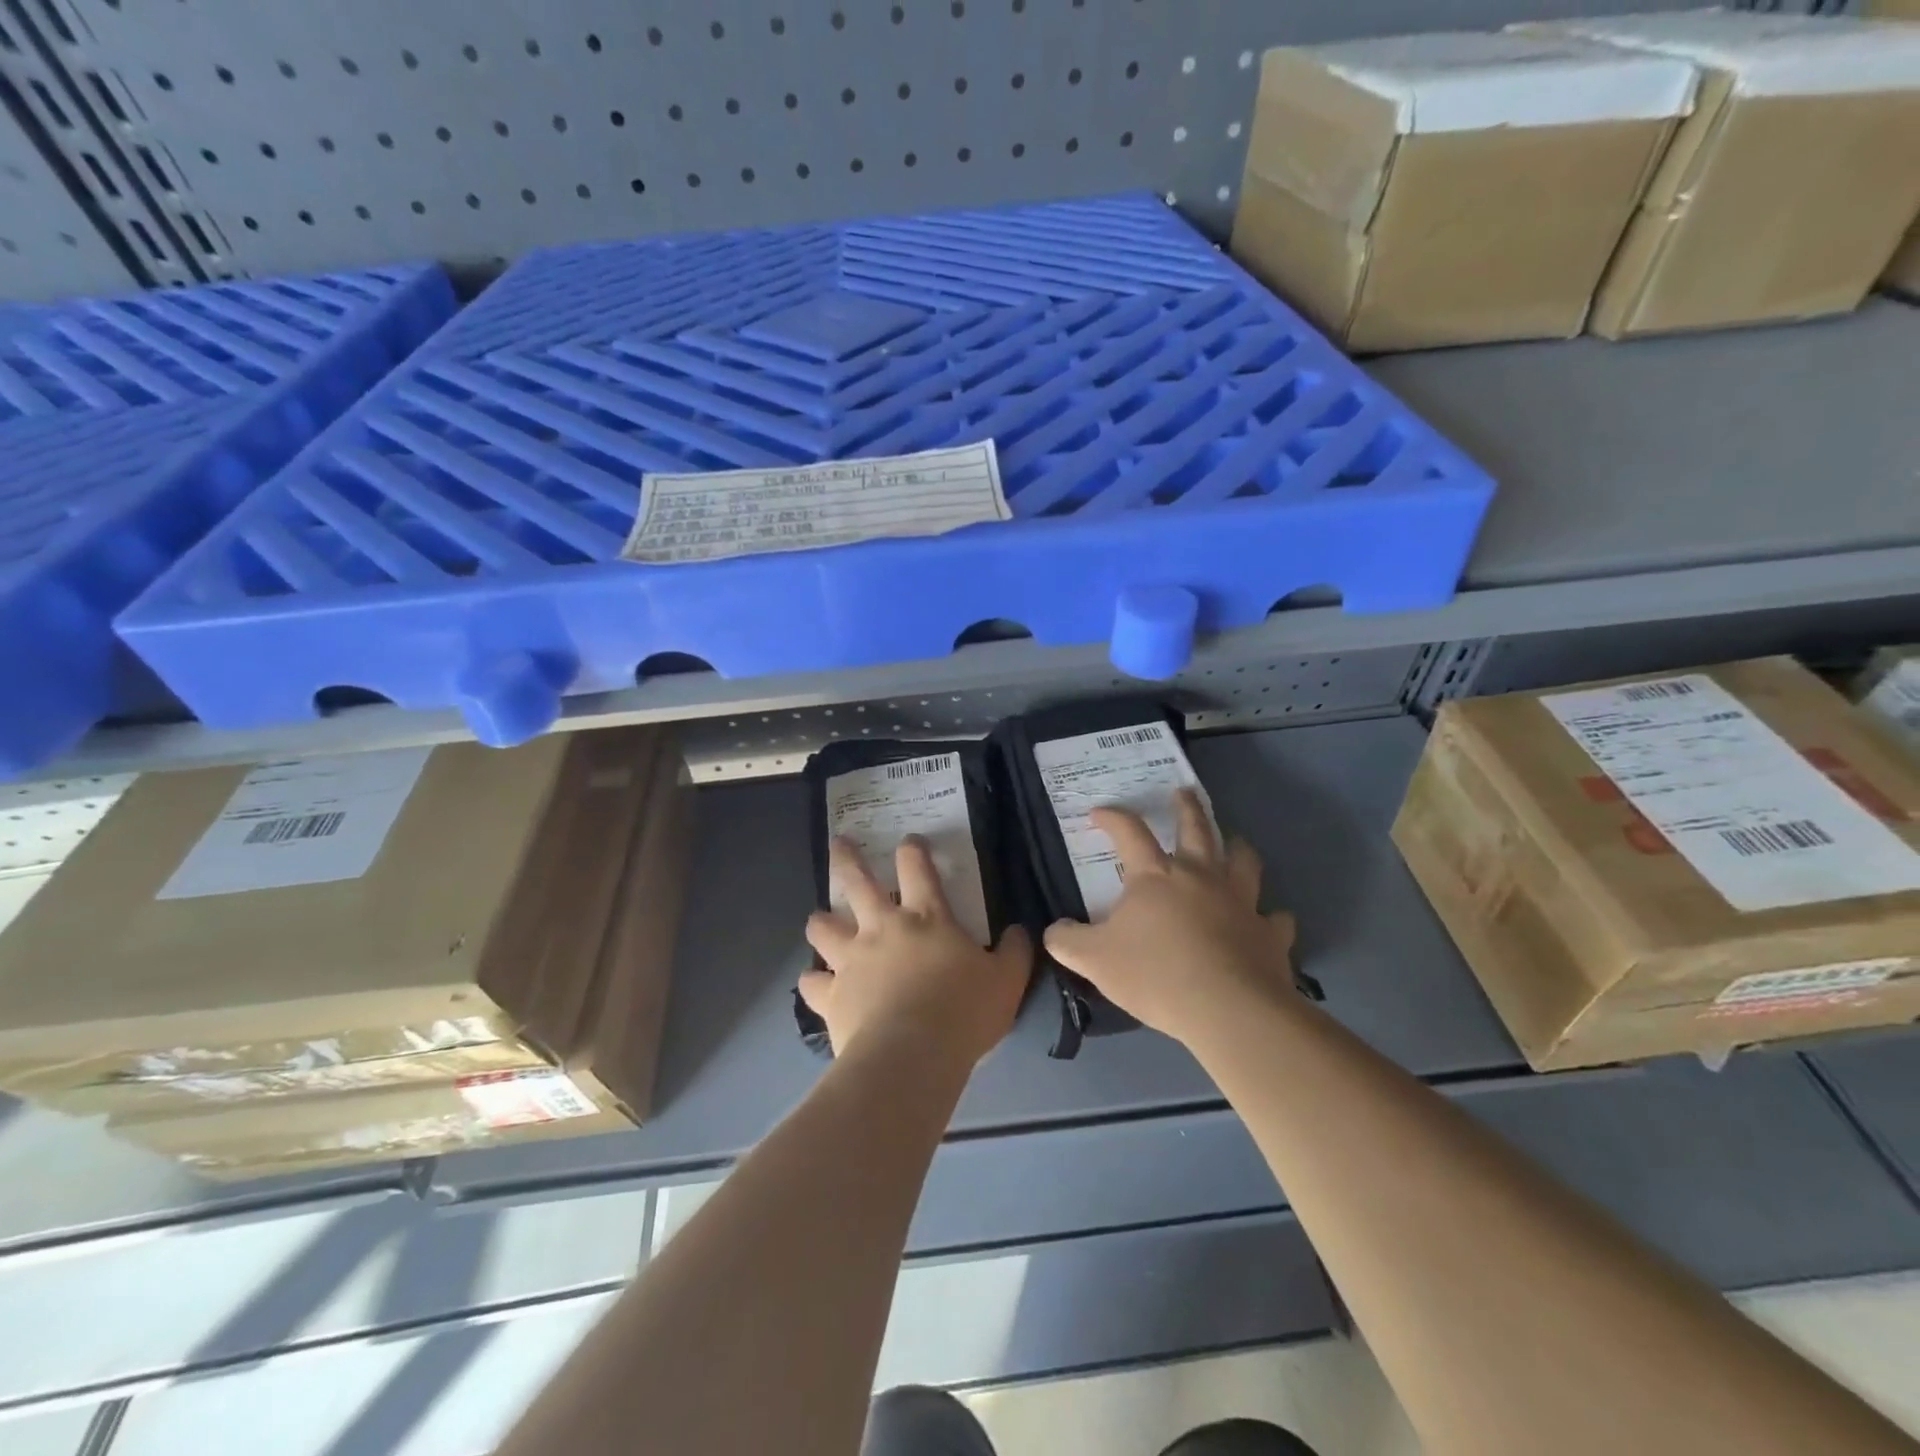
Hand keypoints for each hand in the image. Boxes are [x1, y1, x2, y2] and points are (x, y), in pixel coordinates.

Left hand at [799, 837, 1031, 1066]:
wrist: (912, 1055)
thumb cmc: (964, 1013)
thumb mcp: (1007, 981)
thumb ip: (1014, 952)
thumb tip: (1019, 931)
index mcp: (926, 918)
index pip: (917, 868)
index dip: (913, 850)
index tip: (909, 841)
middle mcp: (882, 927)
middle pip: (856, 880)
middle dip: (847, 858)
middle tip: (840, 842)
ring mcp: (851, 959)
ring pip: (822, 926)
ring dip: (820, 920)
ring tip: (819, 920)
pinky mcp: (831, 994)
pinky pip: (812, 982)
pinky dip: (813, 981)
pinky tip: (815, 983)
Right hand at [1043, 790, 1296, 1046]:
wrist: (1228, 1008)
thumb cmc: (1155, 975)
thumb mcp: (1094, 961)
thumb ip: (1067, 942)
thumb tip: (1053, 930)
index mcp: (1155, 876)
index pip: (1129, 832)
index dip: (1113, 817)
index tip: (1100, 812)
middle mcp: (1200, 876)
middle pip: (1196, 828)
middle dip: (1187, 806)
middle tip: (1184, 791)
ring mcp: (1241, 901)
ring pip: (1244, 861)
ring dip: (1237, 848)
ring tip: (1234, 842)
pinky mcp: (1269, 933)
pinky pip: (1276, 918)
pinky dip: (1271, 916)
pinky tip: (1269, 920)